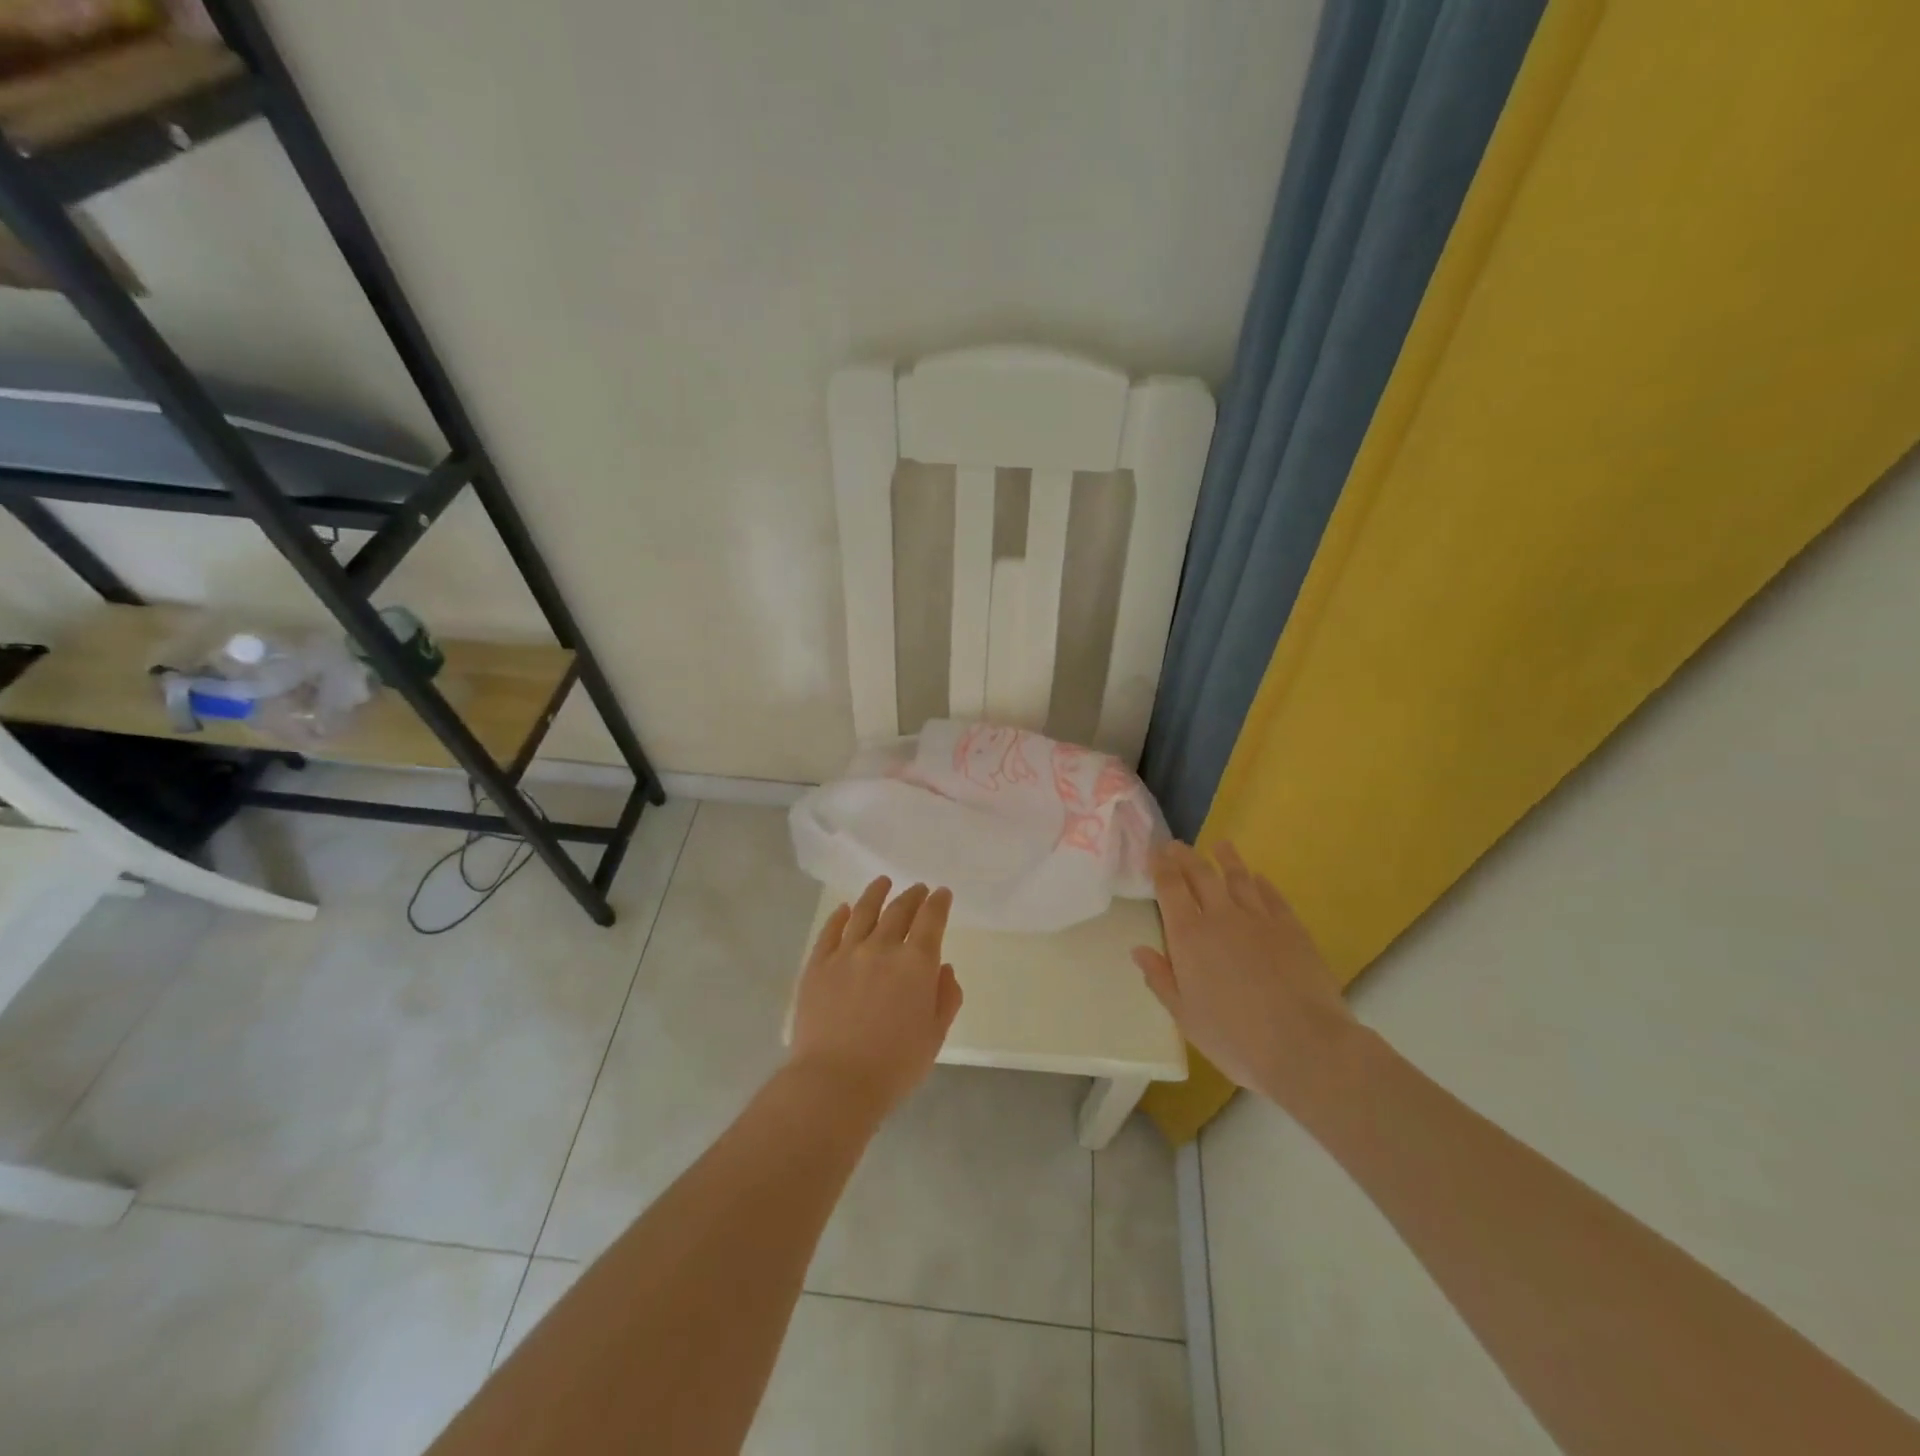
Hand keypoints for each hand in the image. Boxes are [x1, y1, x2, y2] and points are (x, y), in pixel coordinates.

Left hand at [790, 877, 962, 1117]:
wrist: (835, 1082)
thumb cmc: (894, 1066)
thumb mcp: (935, 1036)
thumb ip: (946, 998)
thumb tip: (944, 968)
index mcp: (916, 963)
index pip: (931, 919)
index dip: (939, 903)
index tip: (942, 893)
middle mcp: (882, 948)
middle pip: (899, 910)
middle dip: (912, 896)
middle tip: (918, 889)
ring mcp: (846, 953)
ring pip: (863, 912)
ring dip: (876, 894)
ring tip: (883, 882)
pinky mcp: (817, 965)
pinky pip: (830, 932)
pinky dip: (840, 916)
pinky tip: (845, 909)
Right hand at [1132, 842, 1357, 1109]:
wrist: (1304, 1046)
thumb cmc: (1234, 1038)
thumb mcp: (1185, 1016)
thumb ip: (1161, 978)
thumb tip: (1139, 949)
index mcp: (1188, 936)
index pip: (1170, 888)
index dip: (1160, 867)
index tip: (1154, 852)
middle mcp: (1221, 917)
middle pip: (1201, 875)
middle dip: (1186, 857)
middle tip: (1176, 845)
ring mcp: (1259, 919)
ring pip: (1238, 878)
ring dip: (1226, 859)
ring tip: (1220, 846)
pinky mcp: (1292, 928)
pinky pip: (1272, 896)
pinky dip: (1261, 883)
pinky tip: (1258, 878)